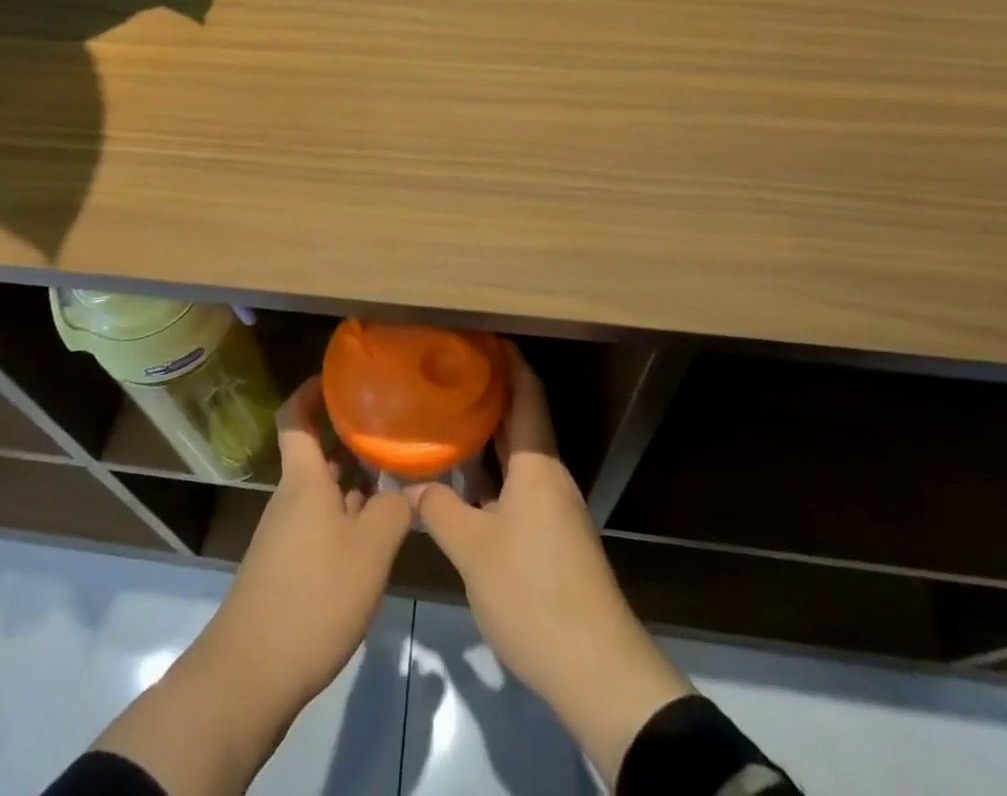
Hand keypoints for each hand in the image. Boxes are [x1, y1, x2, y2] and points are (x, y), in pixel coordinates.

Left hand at [200, 375, 412, 707]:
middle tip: (392, 432)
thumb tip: (410, 486)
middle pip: (318, 456)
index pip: (295, 418)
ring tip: (396, 482)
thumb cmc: (312, 597)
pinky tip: (374, 538)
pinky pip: (319, 525)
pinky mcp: (286, 568)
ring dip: (354, 485)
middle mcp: (291, 498)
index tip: (339, 377)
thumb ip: (394, 510)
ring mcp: (285, 534)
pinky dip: (346, 520)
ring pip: (323, 493)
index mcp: (304, 480)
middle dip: (351, 442)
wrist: (250, 675)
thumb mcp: (369, 552)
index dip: (311, 391)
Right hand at [410, 344, 691, 786]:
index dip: (507, 360)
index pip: (526, 393)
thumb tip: (412, 484)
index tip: (479, 336)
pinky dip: (489, 473)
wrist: (595, 668)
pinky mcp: (551, 536)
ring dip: (485, 436)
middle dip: (489, 392)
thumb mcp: (473, 550)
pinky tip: (460, 480)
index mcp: (536, 464)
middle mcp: (548, 475)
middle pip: (520, 419)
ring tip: (445, 416)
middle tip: (447, 371)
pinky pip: (516, 485)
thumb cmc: (533, 593)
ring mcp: (552, 507)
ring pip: (516, 455)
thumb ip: (439, 509)